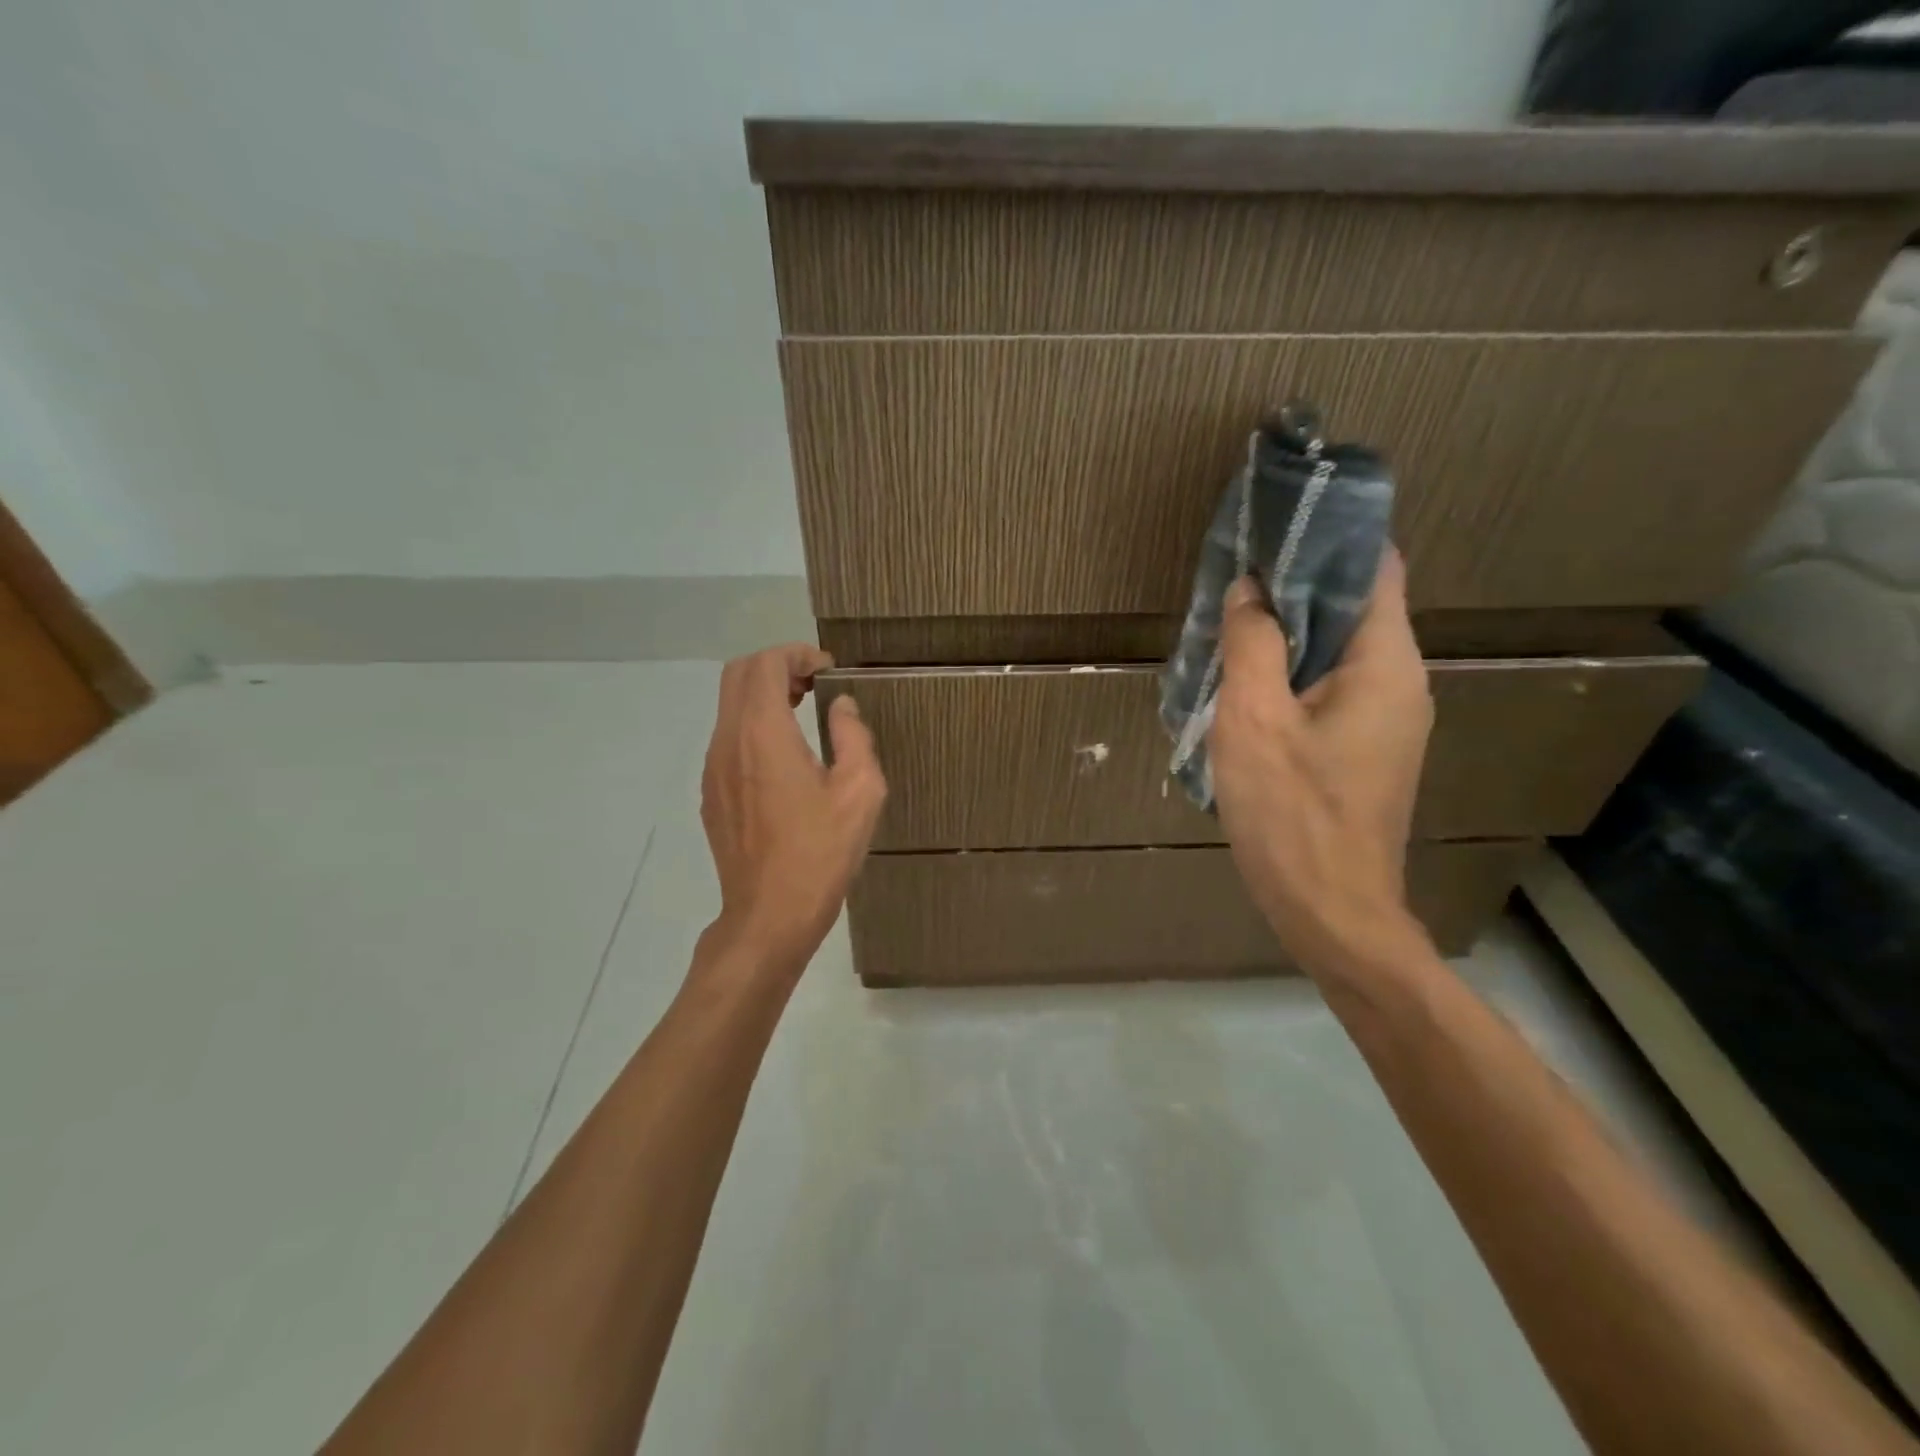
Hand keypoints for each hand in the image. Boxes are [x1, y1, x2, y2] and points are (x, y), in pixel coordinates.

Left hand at [699, 645, 886, 977]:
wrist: (769, 916)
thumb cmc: (820, 854)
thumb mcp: (860, 792)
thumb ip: (853, 737)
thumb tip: (842, 707)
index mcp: (763, 734)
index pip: (765, 664)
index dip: (797, 654)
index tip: (829, 670)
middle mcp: (728, 742)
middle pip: (738, 675)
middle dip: (776, 666)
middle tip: (815, 683)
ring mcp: (713, 768)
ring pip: (729, 706)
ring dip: (763, 695)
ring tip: (804, 711)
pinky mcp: (712, 793)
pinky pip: (727, 738)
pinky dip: (753, 724)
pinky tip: (785, 755)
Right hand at [1209, 549, 1434, 975]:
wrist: (1333, 912)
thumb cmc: (1292, 815)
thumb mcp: (1254, 722)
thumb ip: (1252, 645)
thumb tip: (1251, 590)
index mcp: (1385, 664)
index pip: (1376, 568)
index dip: (1330, 537)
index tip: (1277, 522)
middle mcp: (1400, 683)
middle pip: (1354, 608)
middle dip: (1296, 586)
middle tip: (1235, 576)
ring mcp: (1387, 721)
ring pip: (1337, 652)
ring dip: (1288, 634)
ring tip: (1230, 624)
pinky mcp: (1366, 751)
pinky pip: (1330, 690)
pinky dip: (1292, 674)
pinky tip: (1246, 685)